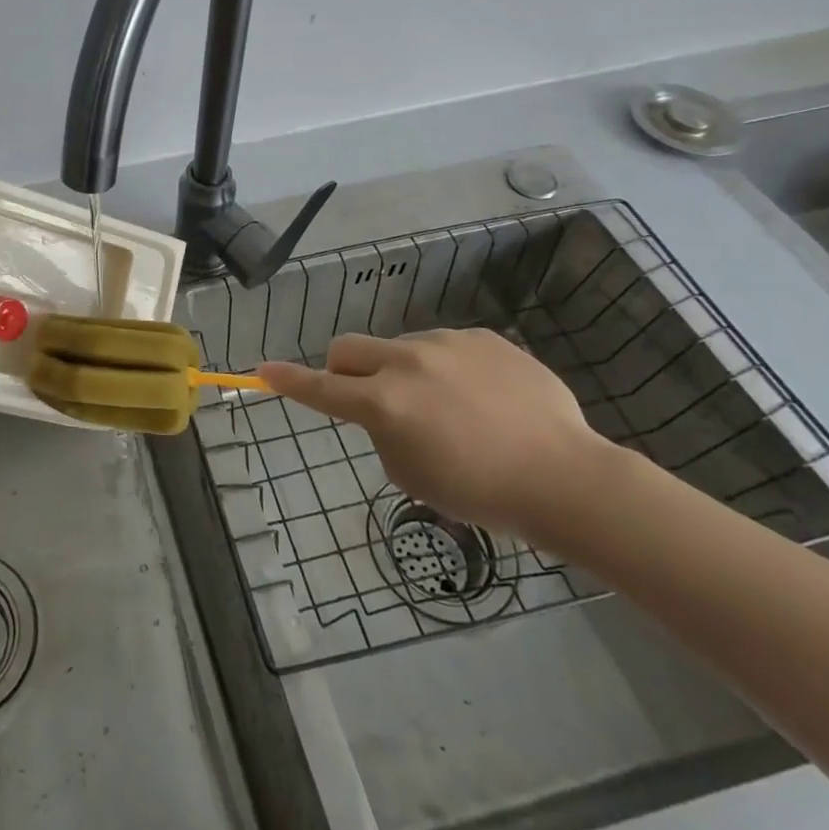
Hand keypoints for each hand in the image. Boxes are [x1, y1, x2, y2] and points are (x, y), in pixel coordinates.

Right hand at [259, 329, 616, 540]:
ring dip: (405, 372)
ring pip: (400, 347)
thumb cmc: (482, 492)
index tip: (261, 370)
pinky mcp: (482, 337)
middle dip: (345, 369)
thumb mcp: (412, 475)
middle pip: (348, 348)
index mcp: (385, 403)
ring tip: (452, 409)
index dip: (287, 380)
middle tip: (370, 398)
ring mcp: (447, 344)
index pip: (321, 387)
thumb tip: (385, 412)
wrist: (567, 478)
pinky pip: (446, 347)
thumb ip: (382, 433)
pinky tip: (484, 399)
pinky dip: (448, 369)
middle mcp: (407, 362)